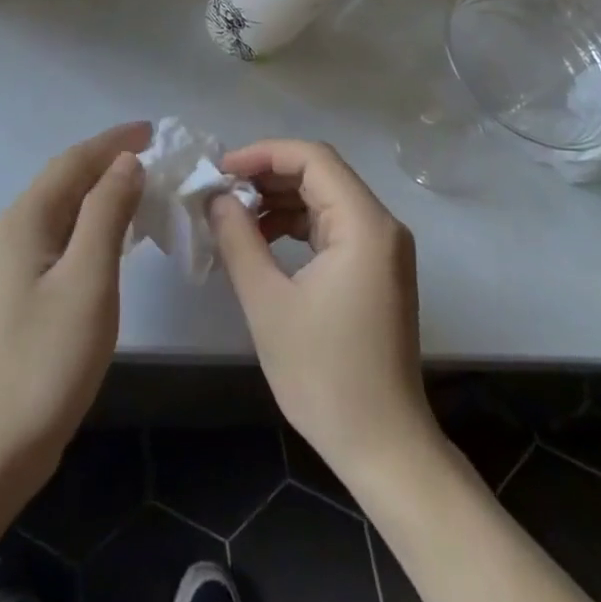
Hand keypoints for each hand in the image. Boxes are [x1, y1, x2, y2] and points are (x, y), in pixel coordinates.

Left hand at [0, 122, 148, 483]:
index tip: (153, 130)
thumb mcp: (89, 279)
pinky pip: (60, 233)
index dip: (113, 141)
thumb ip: (107, 213)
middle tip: (155, 155)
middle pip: (65, 179)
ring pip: (63, 206)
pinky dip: (91, 221)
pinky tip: (114, 234)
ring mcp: (12, 260)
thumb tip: (126, 161)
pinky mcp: (19, 287)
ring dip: (101, 190)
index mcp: (26, 219)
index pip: (74, 161)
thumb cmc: (49, 359)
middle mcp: (14, 229)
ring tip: (143, 186)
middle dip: (108, 160)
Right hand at [210, 139, 433, 486]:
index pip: (312, 159)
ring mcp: (383, 248)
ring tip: (234, 213)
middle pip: (321, 173)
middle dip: (268, 174)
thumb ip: (239, 239)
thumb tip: (216, 197)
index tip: (221, 170)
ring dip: (280, 198)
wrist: (383, 447)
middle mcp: (381, 226)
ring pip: (326, 197)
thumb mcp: (268, 303)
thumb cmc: (324, 375)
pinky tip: (262, 239)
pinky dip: (297, 223)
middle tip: (221, 190)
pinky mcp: (376, 269)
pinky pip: (333, 225)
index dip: (263, 154)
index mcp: (364, 225)